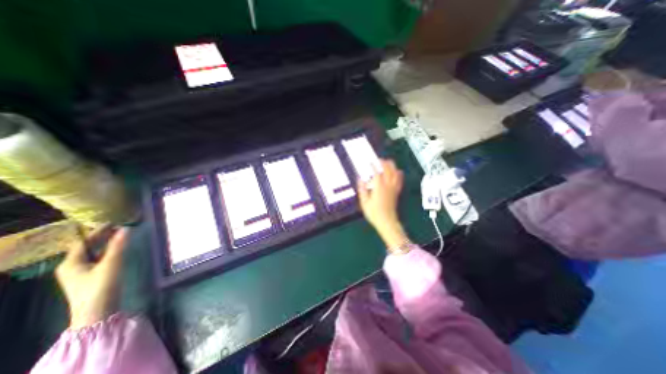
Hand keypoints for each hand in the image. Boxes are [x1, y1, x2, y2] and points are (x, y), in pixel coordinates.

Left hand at [55, 225, 126, 327]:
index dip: (98, 231)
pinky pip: (98, 259)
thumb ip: (118, 246)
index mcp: (70, 263)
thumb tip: (126, 229)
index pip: (84, 242)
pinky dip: (107, 252)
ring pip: (93, 253)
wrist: (97, 311)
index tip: (114, 222)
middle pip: (87, 247)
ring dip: (106, 244)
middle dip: (102, 237)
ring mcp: (80, 273)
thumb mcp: (111, 265)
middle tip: (120, 227)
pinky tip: (117, 250)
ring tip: (120, 236)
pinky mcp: (90, 278)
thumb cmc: (101, 287)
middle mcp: (72, 267)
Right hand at [357, 159, 408, 249]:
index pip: (377, 172)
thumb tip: (360, 179)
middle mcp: (387, 186)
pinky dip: (399, 174)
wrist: (386, 222)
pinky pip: (400, 181)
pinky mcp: (396, 192)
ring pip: (395, 173)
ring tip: (388, 162)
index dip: (373, 166)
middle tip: (379, 160)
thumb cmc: (374, 213)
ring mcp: (393, 188)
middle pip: (388, 170)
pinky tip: (399, 171)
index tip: (370, 162)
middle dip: (384, 163)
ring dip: (392, 166)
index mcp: (379, 187)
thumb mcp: (364, 202)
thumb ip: (362, 189)